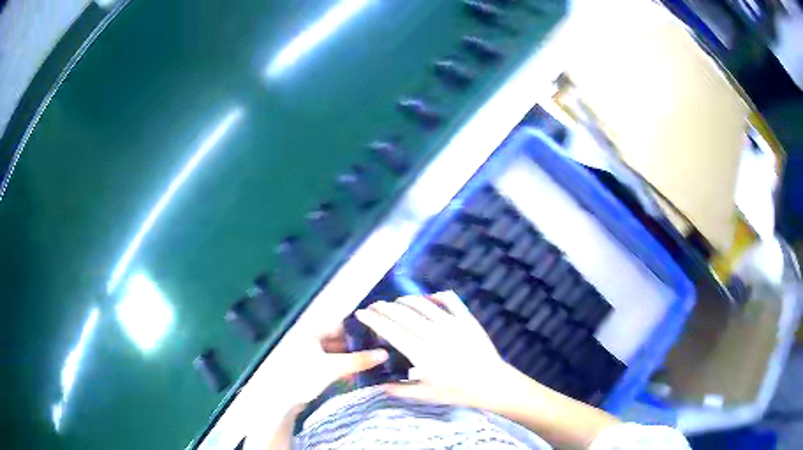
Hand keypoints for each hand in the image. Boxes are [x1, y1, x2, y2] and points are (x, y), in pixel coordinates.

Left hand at [244, 323, 387, 449]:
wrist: (282, 400)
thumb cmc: (304, 376)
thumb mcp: (333, 367)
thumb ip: (358, 360)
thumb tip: (384, 354)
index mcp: (311, 330)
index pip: (341, 325)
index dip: (359, 331)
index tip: (379, 336)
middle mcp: (309, 338)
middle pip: (338, 339)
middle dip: (357, 346)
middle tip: (379, 351)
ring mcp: (308, 353)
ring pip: (335, 352)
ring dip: (351, 358)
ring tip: (372, 363)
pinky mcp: (309, 367)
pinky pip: (330, 362)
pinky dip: (342, 367)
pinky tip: (356, 374)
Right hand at [355, 291, 513, 409]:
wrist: (491, 383)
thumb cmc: (457, 391)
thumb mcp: (426, 395)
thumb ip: (400, 390)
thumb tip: (377, 385)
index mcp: (421, 354)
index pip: (390, 331)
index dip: (373, 319)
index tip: (361, 312)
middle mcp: (433, 335)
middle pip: (402, 314)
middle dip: (384, 307)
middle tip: (374, 306)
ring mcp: (452, 324)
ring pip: (422, 304)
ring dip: (405, 300)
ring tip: (396, 302)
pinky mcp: (467, 319)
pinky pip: (449, 300)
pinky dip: (437, 296)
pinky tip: (430, 298)